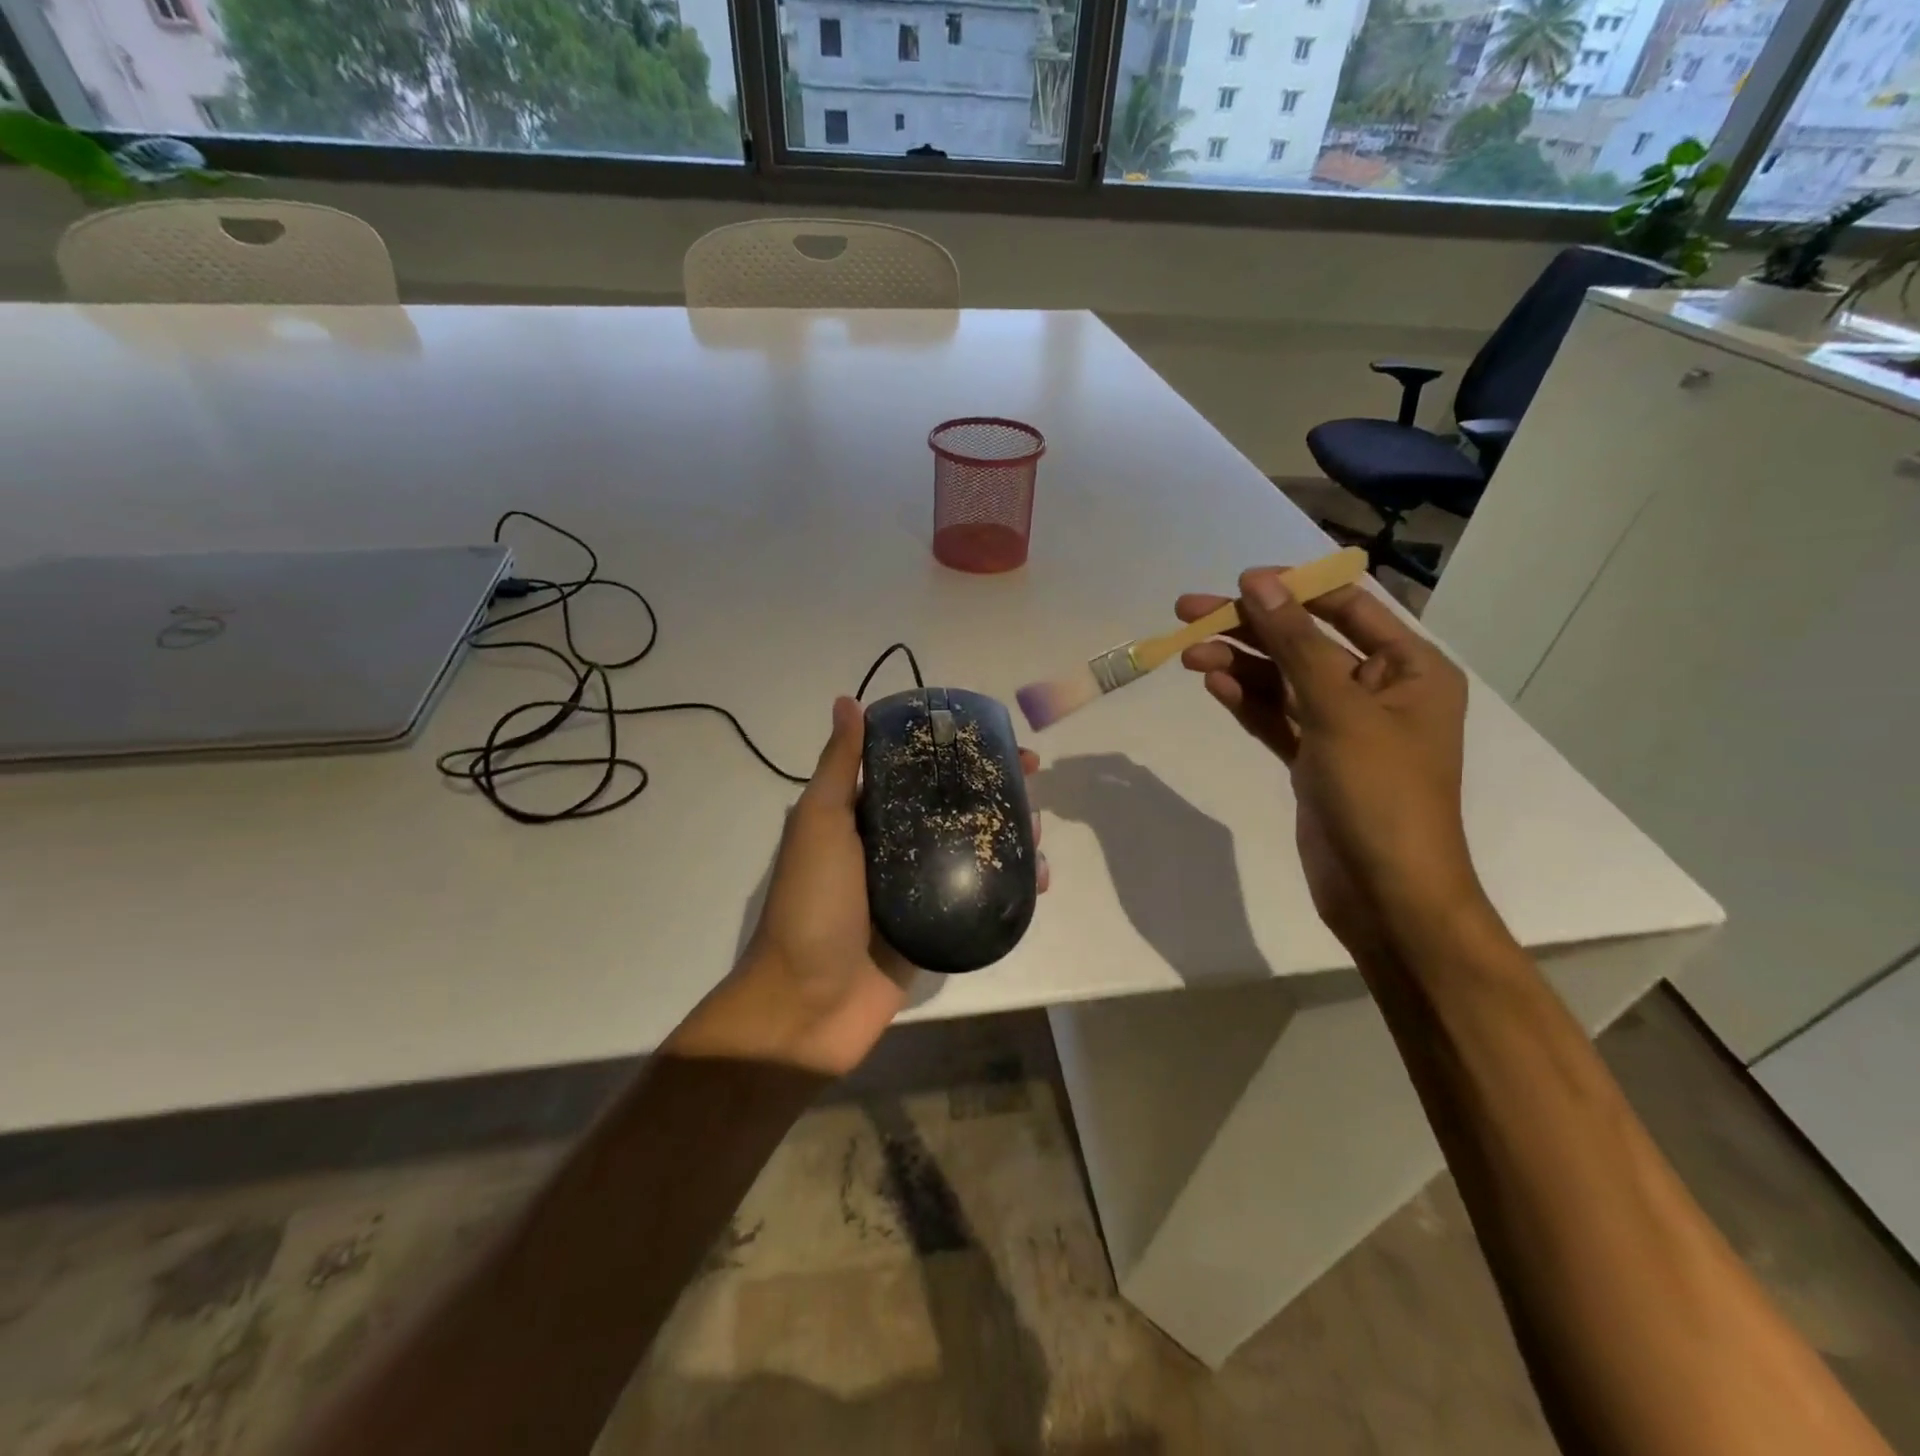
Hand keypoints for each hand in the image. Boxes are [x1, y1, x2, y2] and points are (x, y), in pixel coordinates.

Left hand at [669, 696, 1045, 1076]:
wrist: (807, 1005)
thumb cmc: (812, 905)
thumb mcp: (820, 824)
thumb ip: (839, 767)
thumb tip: (847, 701)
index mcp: (864, 817)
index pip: (917, 770)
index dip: (956, 750)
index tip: (996, 740)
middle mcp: (892, 846)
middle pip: (952, 807)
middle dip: (993, 791)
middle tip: (1032, 785)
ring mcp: (916, 888)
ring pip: (971, 850)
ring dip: (1008, 836)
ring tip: (1038, 832)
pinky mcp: (935, 927)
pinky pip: (978, 898)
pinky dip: (1009, 886)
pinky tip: (1037, 879)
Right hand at [1175, 570, 1483, 959]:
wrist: (1386, 893)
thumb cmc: (1380, 793)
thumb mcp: (1339, 708)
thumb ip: (1295, 643)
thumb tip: (1257, 583)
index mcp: (1410, 669)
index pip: (1348, 608)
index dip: (1292, 590)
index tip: (1237, 582)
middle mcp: (1379, 692)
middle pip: (1305, 644)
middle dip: (1250, 628)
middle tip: (1188, 613)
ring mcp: (1343, 729)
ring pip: (1283, 682)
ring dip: (1239, 665)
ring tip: (1188, 654)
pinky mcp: (1314, 761)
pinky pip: (1276, 719)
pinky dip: (1247, 701)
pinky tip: (1214, 684)